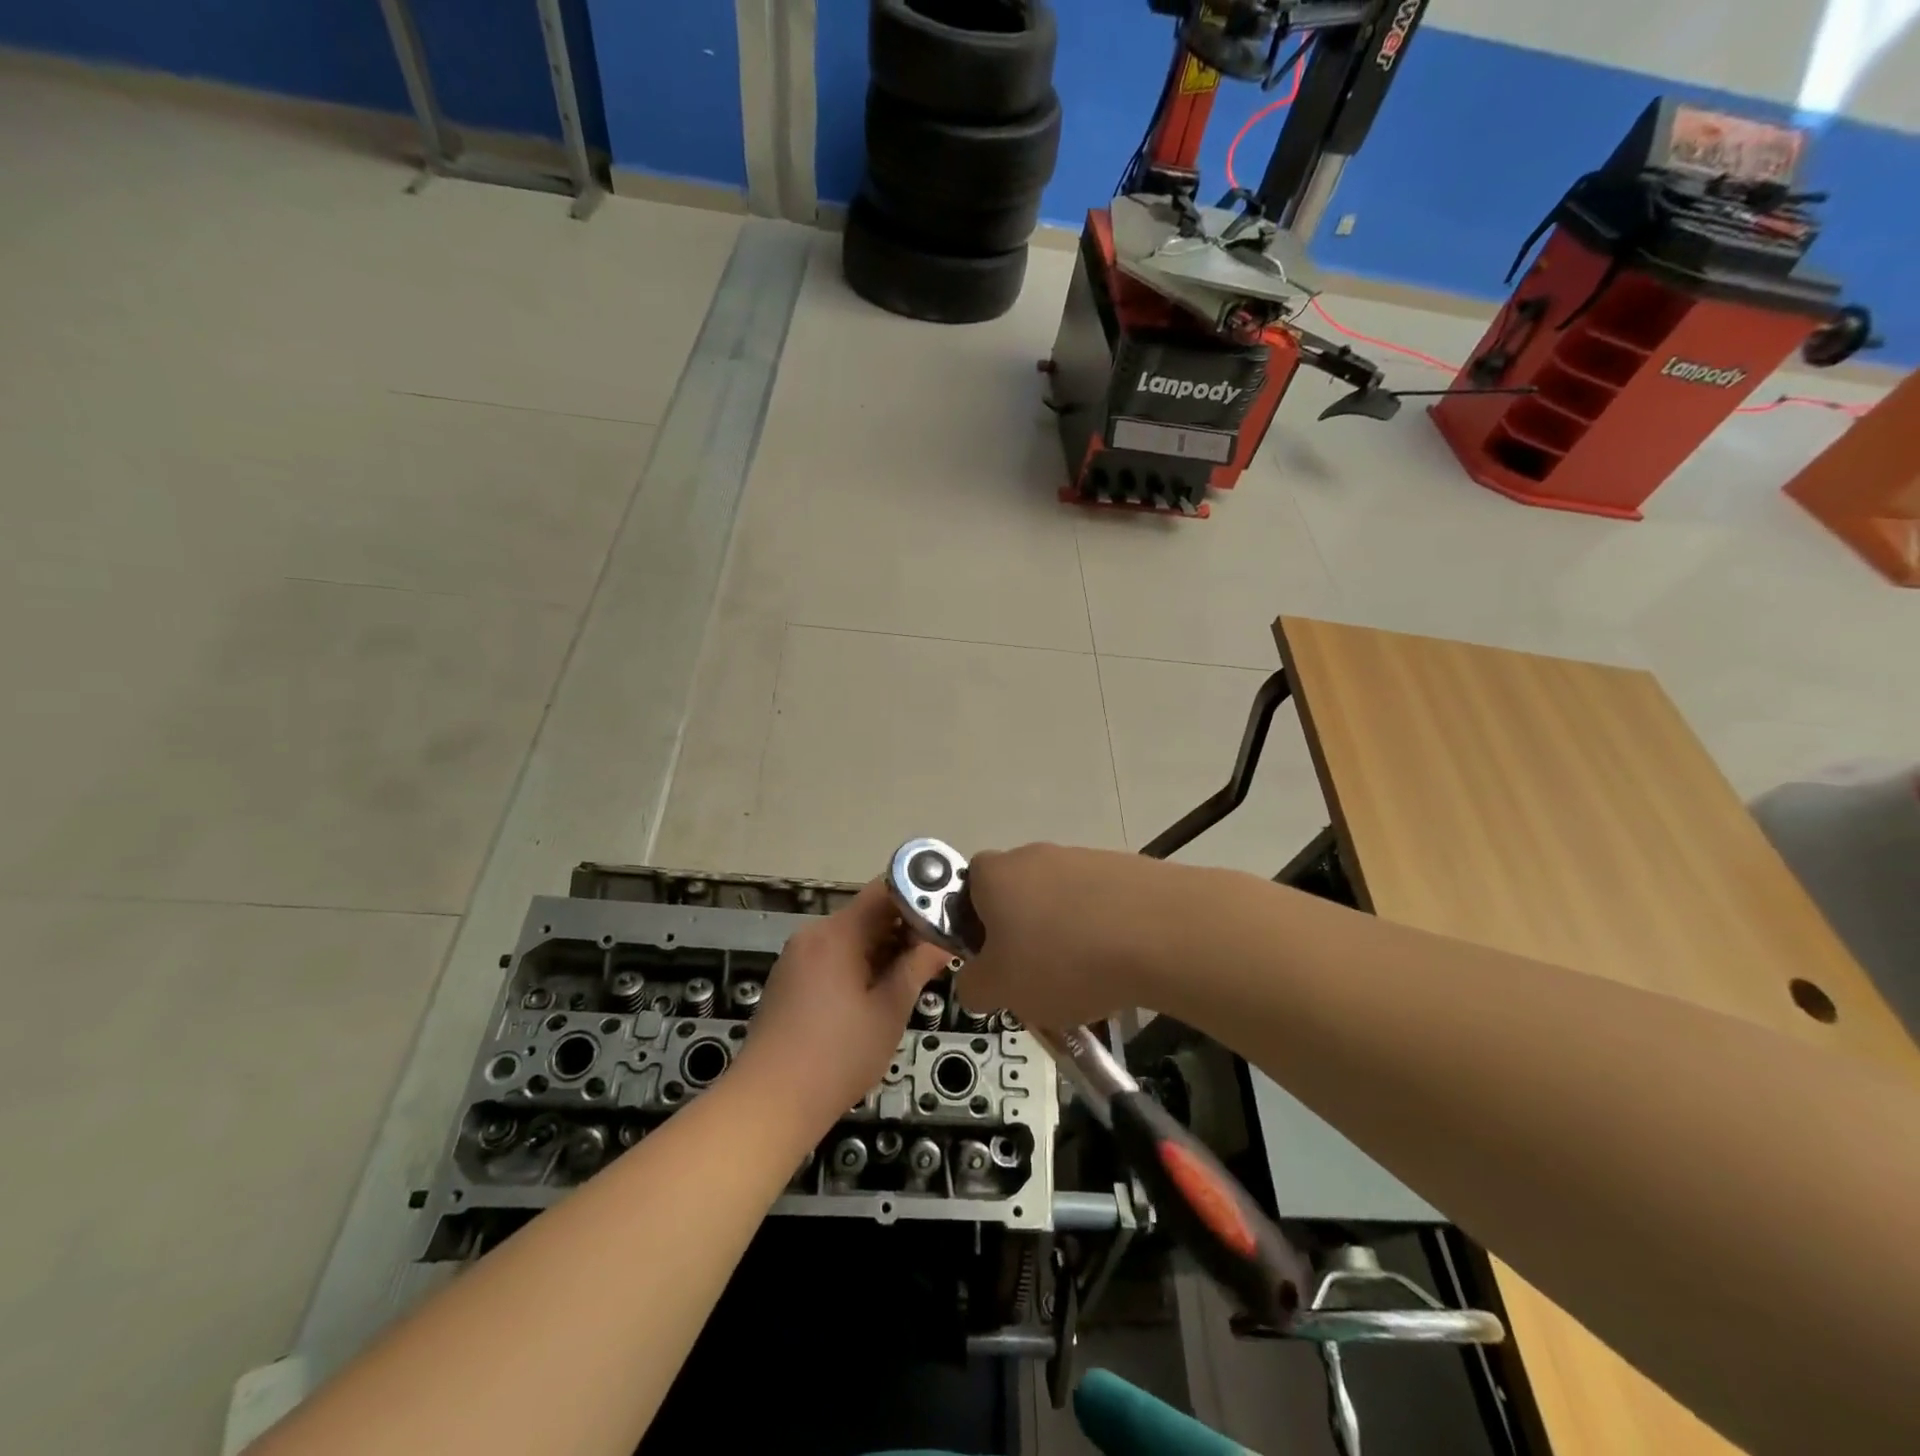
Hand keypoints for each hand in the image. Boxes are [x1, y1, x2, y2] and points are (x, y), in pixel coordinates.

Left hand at [733, 878, 949, 1133]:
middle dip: (905, 928)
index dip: (919, 895)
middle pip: (867, 913)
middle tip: (939, 951)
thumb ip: (917, 967)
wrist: (769, 1104)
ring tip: (915, 974)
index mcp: (837, 933)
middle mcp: (813, 935)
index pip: (885, 890)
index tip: (947, 912)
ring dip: (884, 949)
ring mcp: (797, 957)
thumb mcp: (889, 1011)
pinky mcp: (789, 980)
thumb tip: (944, 941)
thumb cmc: (838, 1056)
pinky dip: (859, 964)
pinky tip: (878, 993)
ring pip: (851, 937)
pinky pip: (832, 956)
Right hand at [955, 844, 1178, 1027]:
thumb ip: (973, 987)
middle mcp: (1035, 855)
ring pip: (1062, 903)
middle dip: (1024, 935)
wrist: (1160, 932)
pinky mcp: (1126, 870)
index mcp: (995, 874)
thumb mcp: (1000, 990)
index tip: (993, 961)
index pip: (968, 887)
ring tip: (1086, 982)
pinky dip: (1104, 933)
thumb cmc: (1062, 959)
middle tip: (1036, 979)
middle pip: (1018, 896)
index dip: (974, 924)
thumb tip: (976, 982)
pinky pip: (1102, 905)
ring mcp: (1084, 858)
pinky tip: (1119, 967)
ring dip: (1066, 936)